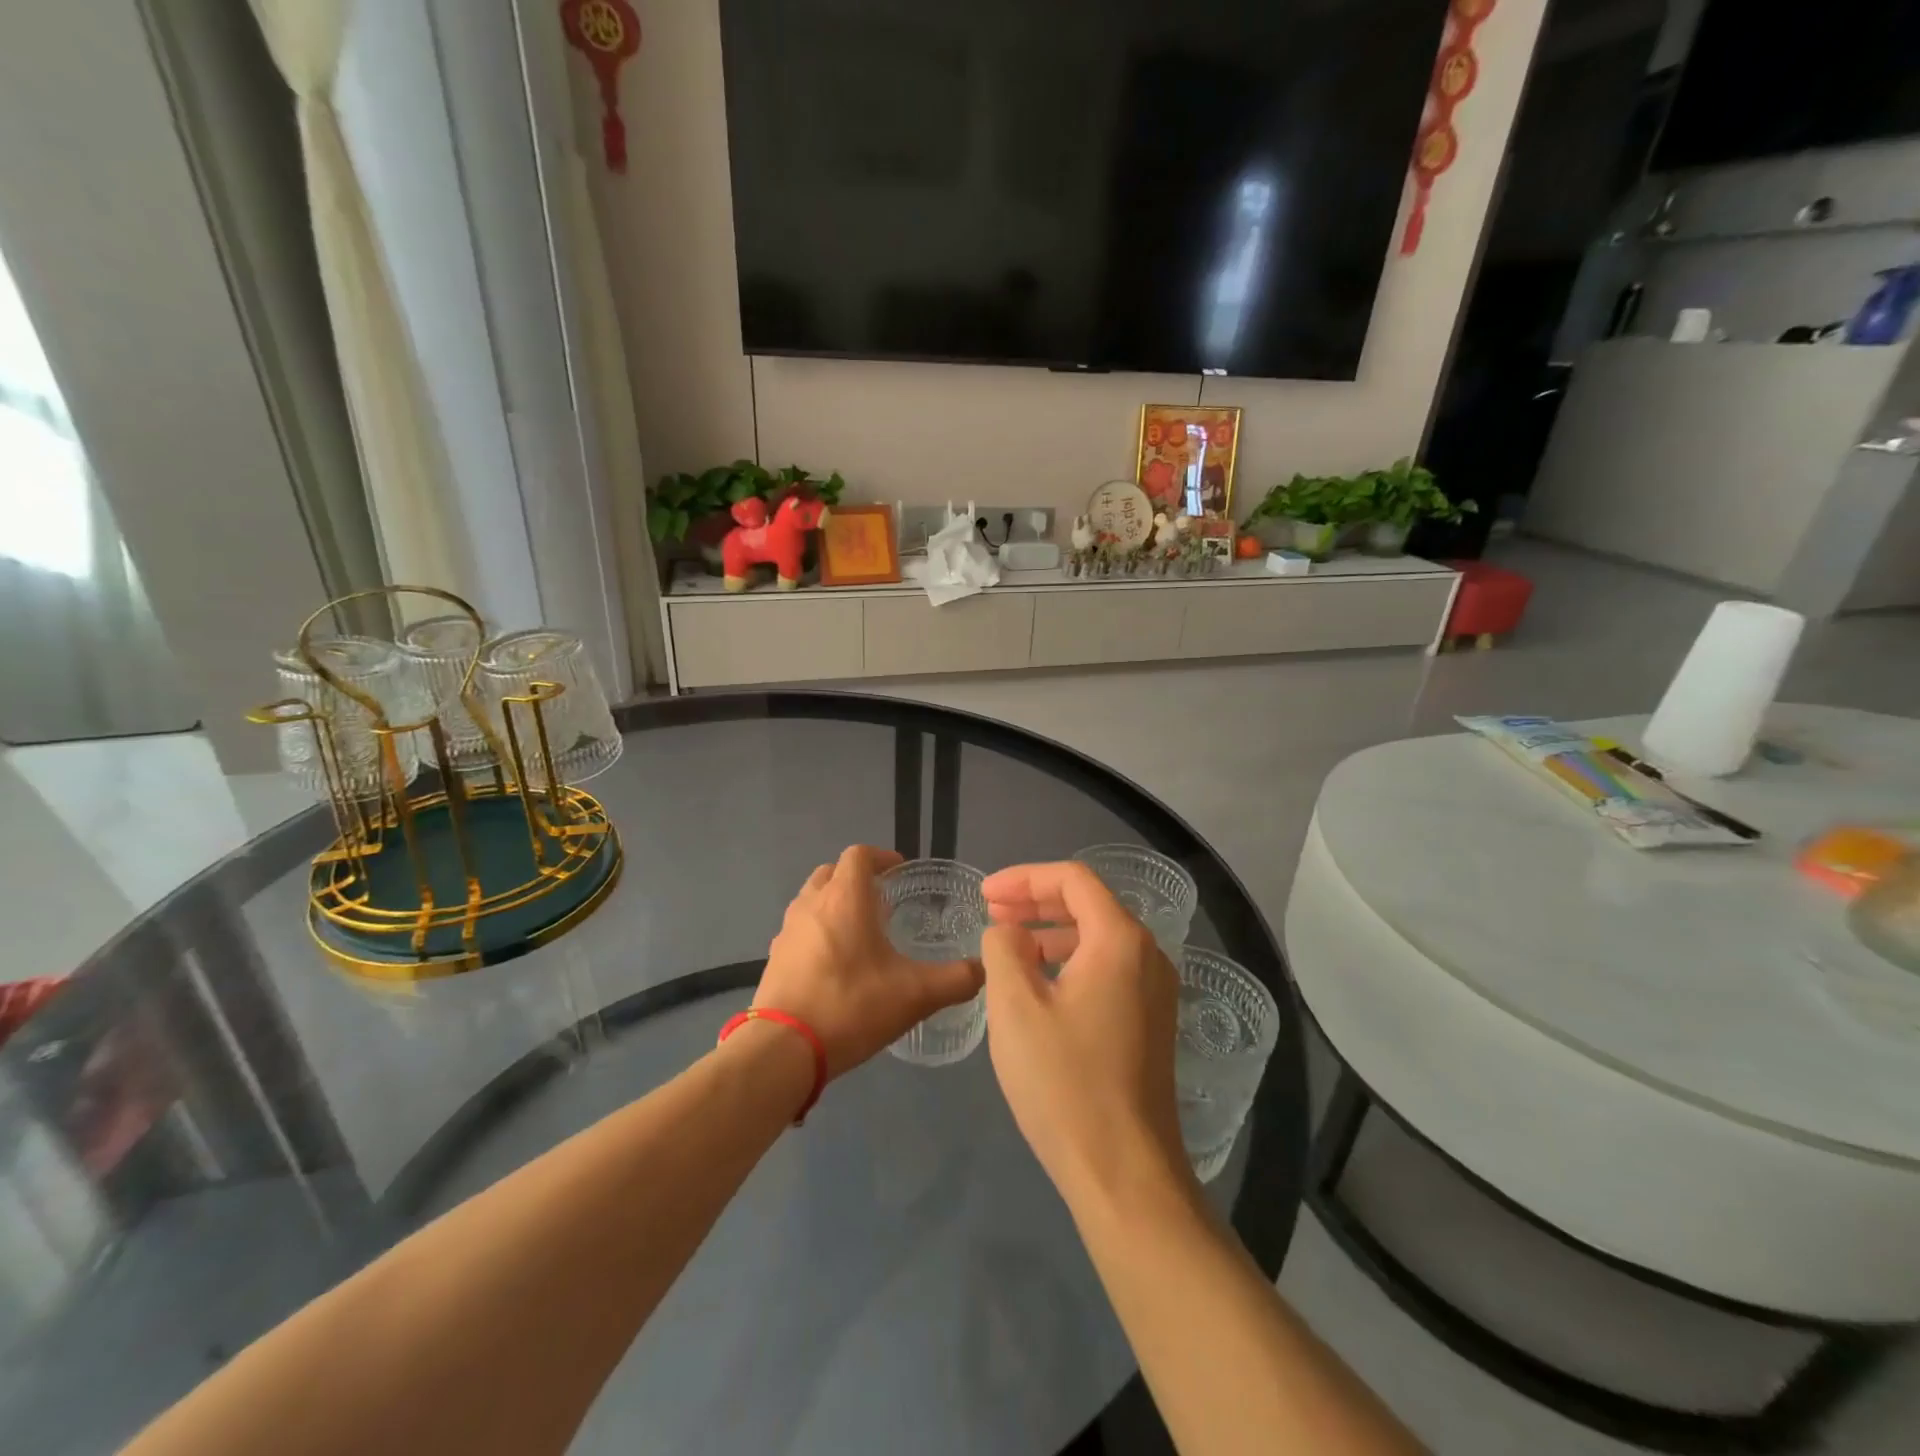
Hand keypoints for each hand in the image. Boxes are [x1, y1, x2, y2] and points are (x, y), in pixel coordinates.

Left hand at [755, 846, 982, 1079]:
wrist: (783, 1049)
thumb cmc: (851, 1006)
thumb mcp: (916, 995)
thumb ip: (956, 979)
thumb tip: (983, 970)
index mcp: (845, 898)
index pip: (859, 855)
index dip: (881, 857)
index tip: (900, 872)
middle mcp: (812, 904)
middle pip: (832, 872)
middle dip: (856, 878)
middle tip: (882, 900)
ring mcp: (787, 931)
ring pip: (812, 899)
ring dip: (834, 904)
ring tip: (860, 932)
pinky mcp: (774, 958)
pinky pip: (799, 930)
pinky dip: (817, 932)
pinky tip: (835, 964)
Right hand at [980, 861, 1190, 1209]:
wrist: (1125, 1172)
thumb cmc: (1064, 1082)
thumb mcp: (1015, 1008)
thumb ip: (1003, 950)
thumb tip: (1007, 932)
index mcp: (1120, 940)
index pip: (1073, 879)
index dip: (1024, 878)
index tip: (984, 895)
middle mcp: (1147, 955)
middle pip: (1089, 903)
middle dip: (1036, 901)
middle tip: (991, 912)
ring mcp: (1155, 990)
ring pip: (1098, 937)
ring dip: (1051, 931)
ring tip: (1008, 944)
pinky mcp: (1151, 1021)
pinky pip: (1108, 968)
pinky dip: (1070, 960)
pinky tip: (1039, 984)